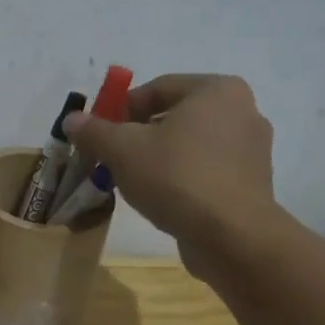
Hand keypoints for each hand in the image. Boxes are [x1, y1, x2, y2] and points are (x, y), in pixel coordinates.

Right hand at [62, 74, 278, 270]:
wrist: (232, 236)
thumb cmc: (177, 177)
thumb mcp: (122, 150)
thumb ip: (94, 130)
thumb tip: (71, 120)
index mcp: (217, 90)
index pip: (157, 87)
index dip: (121, 108)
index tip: (100, 132)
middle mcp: (243, 111)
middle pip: (175, 116)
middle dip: (139, 134)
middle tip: (112, 156)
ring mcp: (252, 149)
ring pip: (190, 144)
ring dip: (159, 157)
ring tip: (132, 180)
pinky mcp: (252, 183)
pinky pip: (207, 169)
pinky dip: (182, 177)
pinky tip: (161, 198)